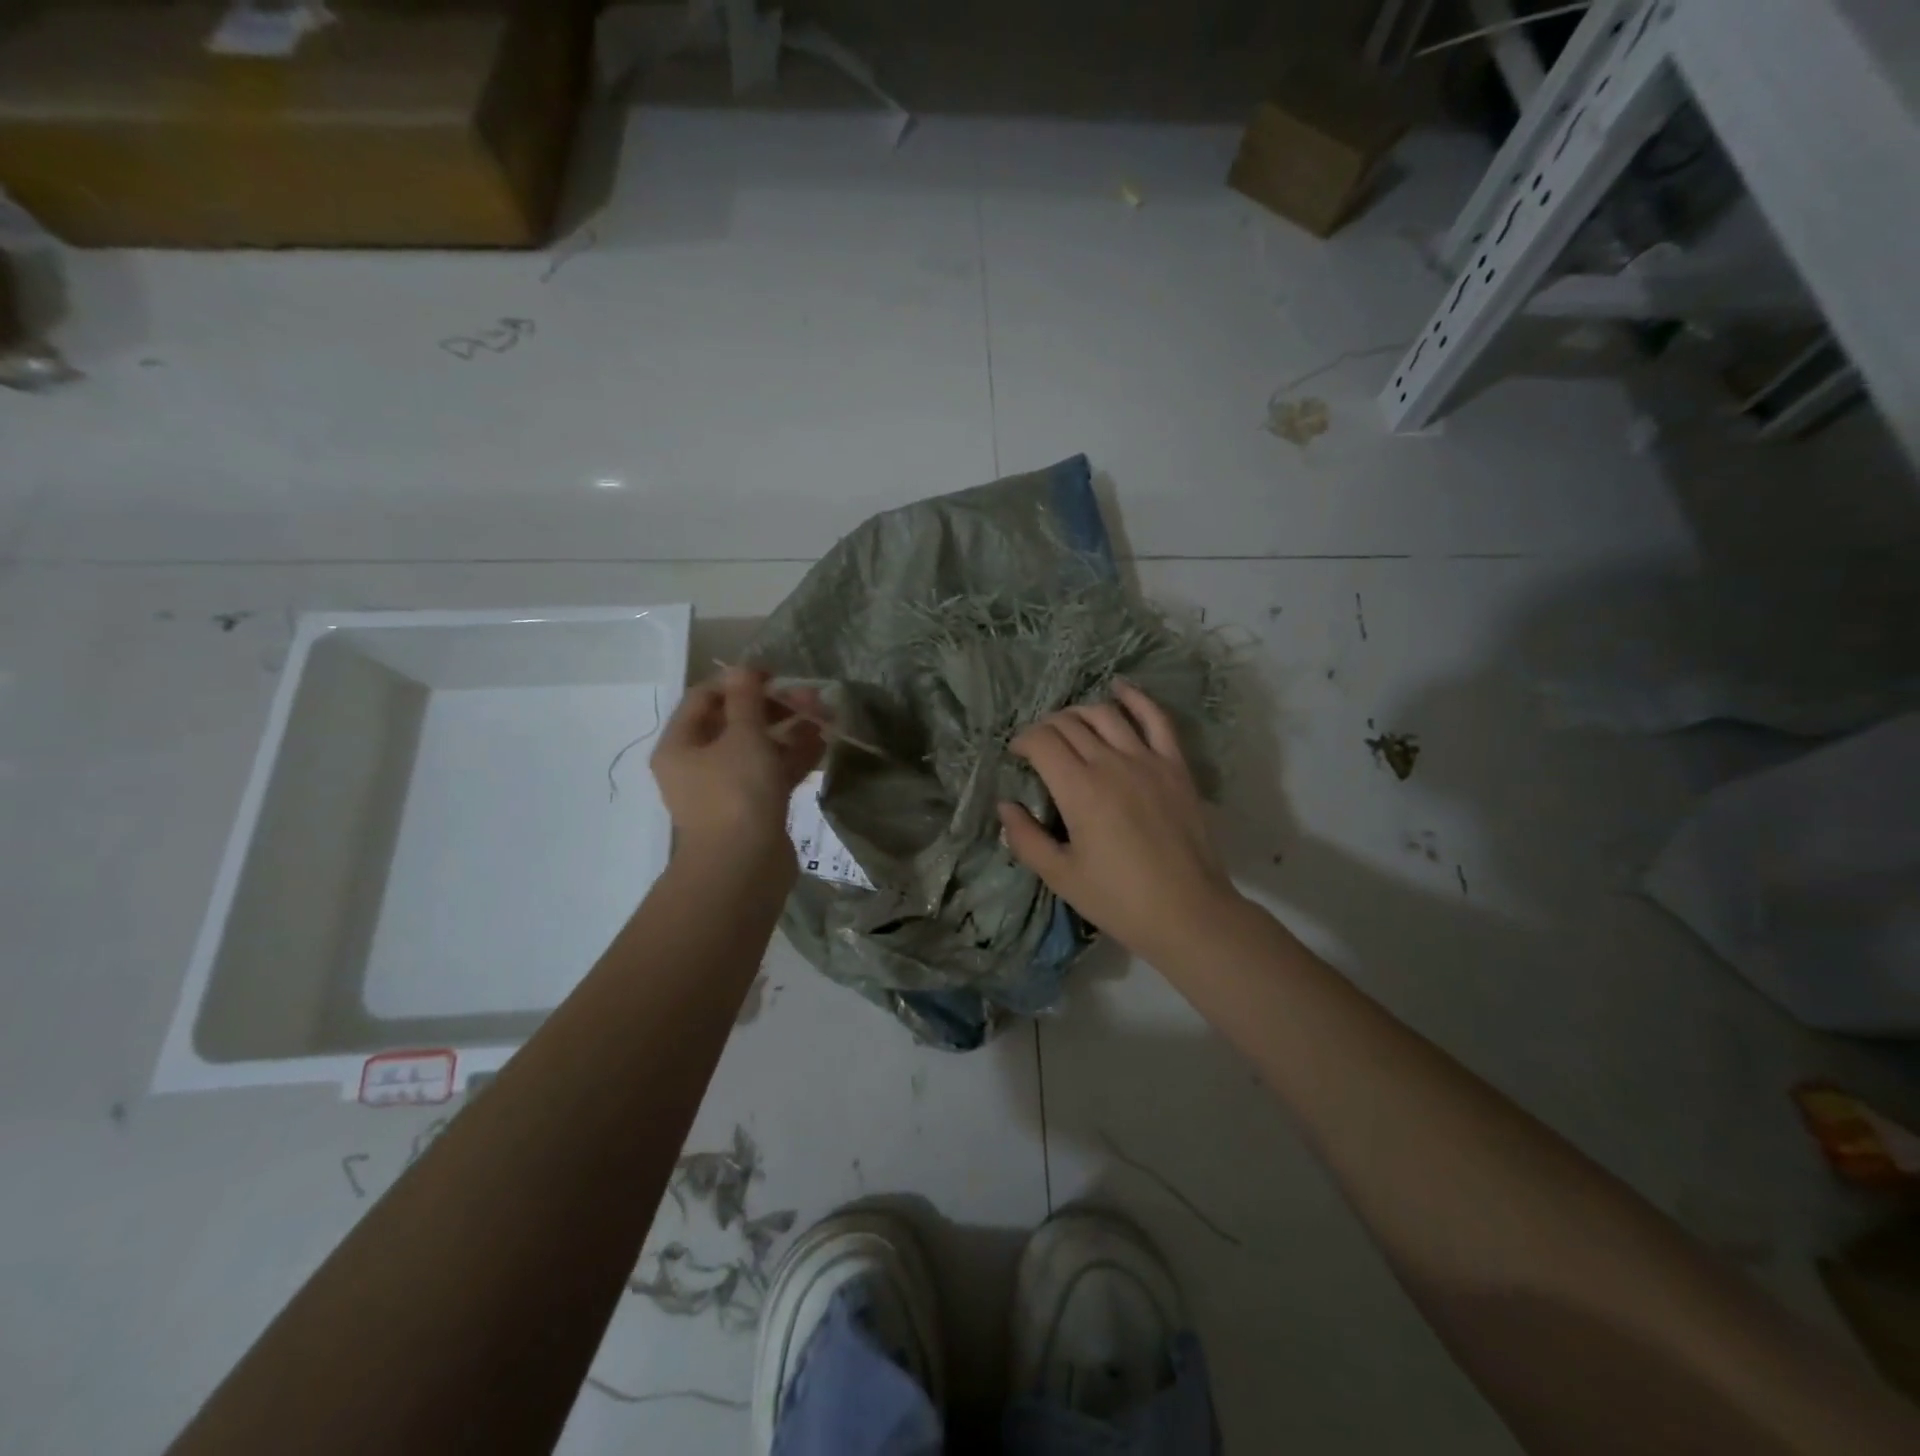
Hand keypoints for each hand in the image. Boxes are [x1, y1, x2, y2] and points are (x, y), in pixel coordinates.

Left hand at [651, 667, 823, 869]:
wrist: (744, 868)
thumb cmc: (736, 793)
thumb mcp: (743, 736)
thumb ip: (746, 699)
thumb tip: (742, 668)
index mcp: (680, 745)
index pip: (705, 698)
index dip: (740, 681)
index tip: (776, 675)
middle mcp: (697, 765)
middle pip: (735, 722)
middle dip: (775, 707)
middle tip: (811, 698)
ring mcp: (726, 789)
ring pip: (758, 749)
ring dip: (790, 730)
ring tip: (825, 716)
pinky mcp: (752, 809)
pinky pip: (771, 774)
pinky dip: (794, 757)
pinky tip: (823, 744)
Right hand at [998, 681, 1240, 963]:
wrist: (1188, 913)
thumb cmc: (1119, 900)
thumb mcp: (1060, 877)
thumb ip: (1025, 838)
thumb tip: (1006, 805)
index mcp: (1079, 789)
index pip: (1042, 741)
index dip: (1022, 741)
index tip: (1017, 755)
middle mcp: (1111, 763)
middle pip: (1070, 723)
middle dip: (1046, 728)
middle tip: (1039, 747)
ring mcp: (1148, 760)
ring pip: (1106, 714)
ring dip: (1079, 713)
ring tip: (1069, 725)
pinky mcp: (1176, 765)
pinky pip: (1156, 718)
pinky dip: (1136, 698)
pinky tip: (1120, 688)